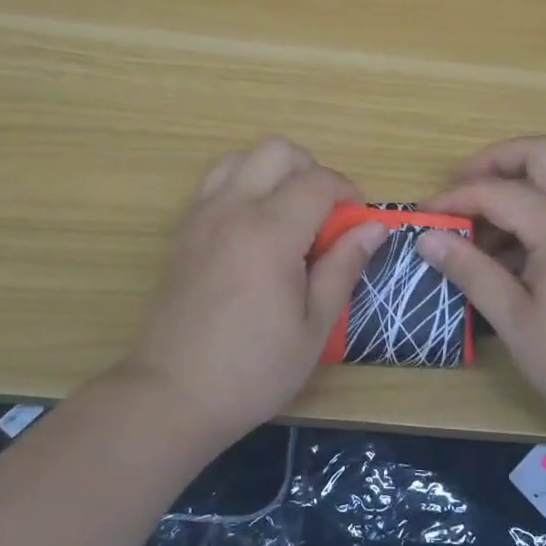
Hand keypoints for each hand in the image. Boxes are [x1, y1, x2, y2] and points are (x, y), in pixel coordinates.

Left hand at [116, 137, 387, 444]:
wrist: (172, 394)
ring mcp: (201, 216)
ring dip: (273, 172)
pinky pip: (216, 182)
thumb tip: (373, 228)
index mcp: (270, 233)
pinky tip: (255, 228)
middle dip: (311, 169)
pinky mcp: (183, 231)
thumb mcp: (314, 327)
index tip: (358, 221)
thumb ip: (343, 267)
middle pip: (277, 150)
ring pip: (241, 157)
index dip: (348, 192)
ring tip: (289, 215)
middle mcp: (232, 209)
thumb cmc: (253, 369)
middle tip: (325, 213)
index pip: (318, 181)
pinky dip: (243, 184)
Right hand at [416, 137, 545, 438]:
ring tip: (478, 234)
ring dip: (516, 189)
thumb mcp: (515, 320)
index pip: (496, 190)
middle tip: (459, 194)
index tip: (422, 217)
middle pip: (538, 154)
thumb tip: (428, 237)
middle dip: (493, 163)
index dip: (454, 199)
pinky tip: (511, 257)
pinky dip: (537, 213)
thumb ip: (471, 270)